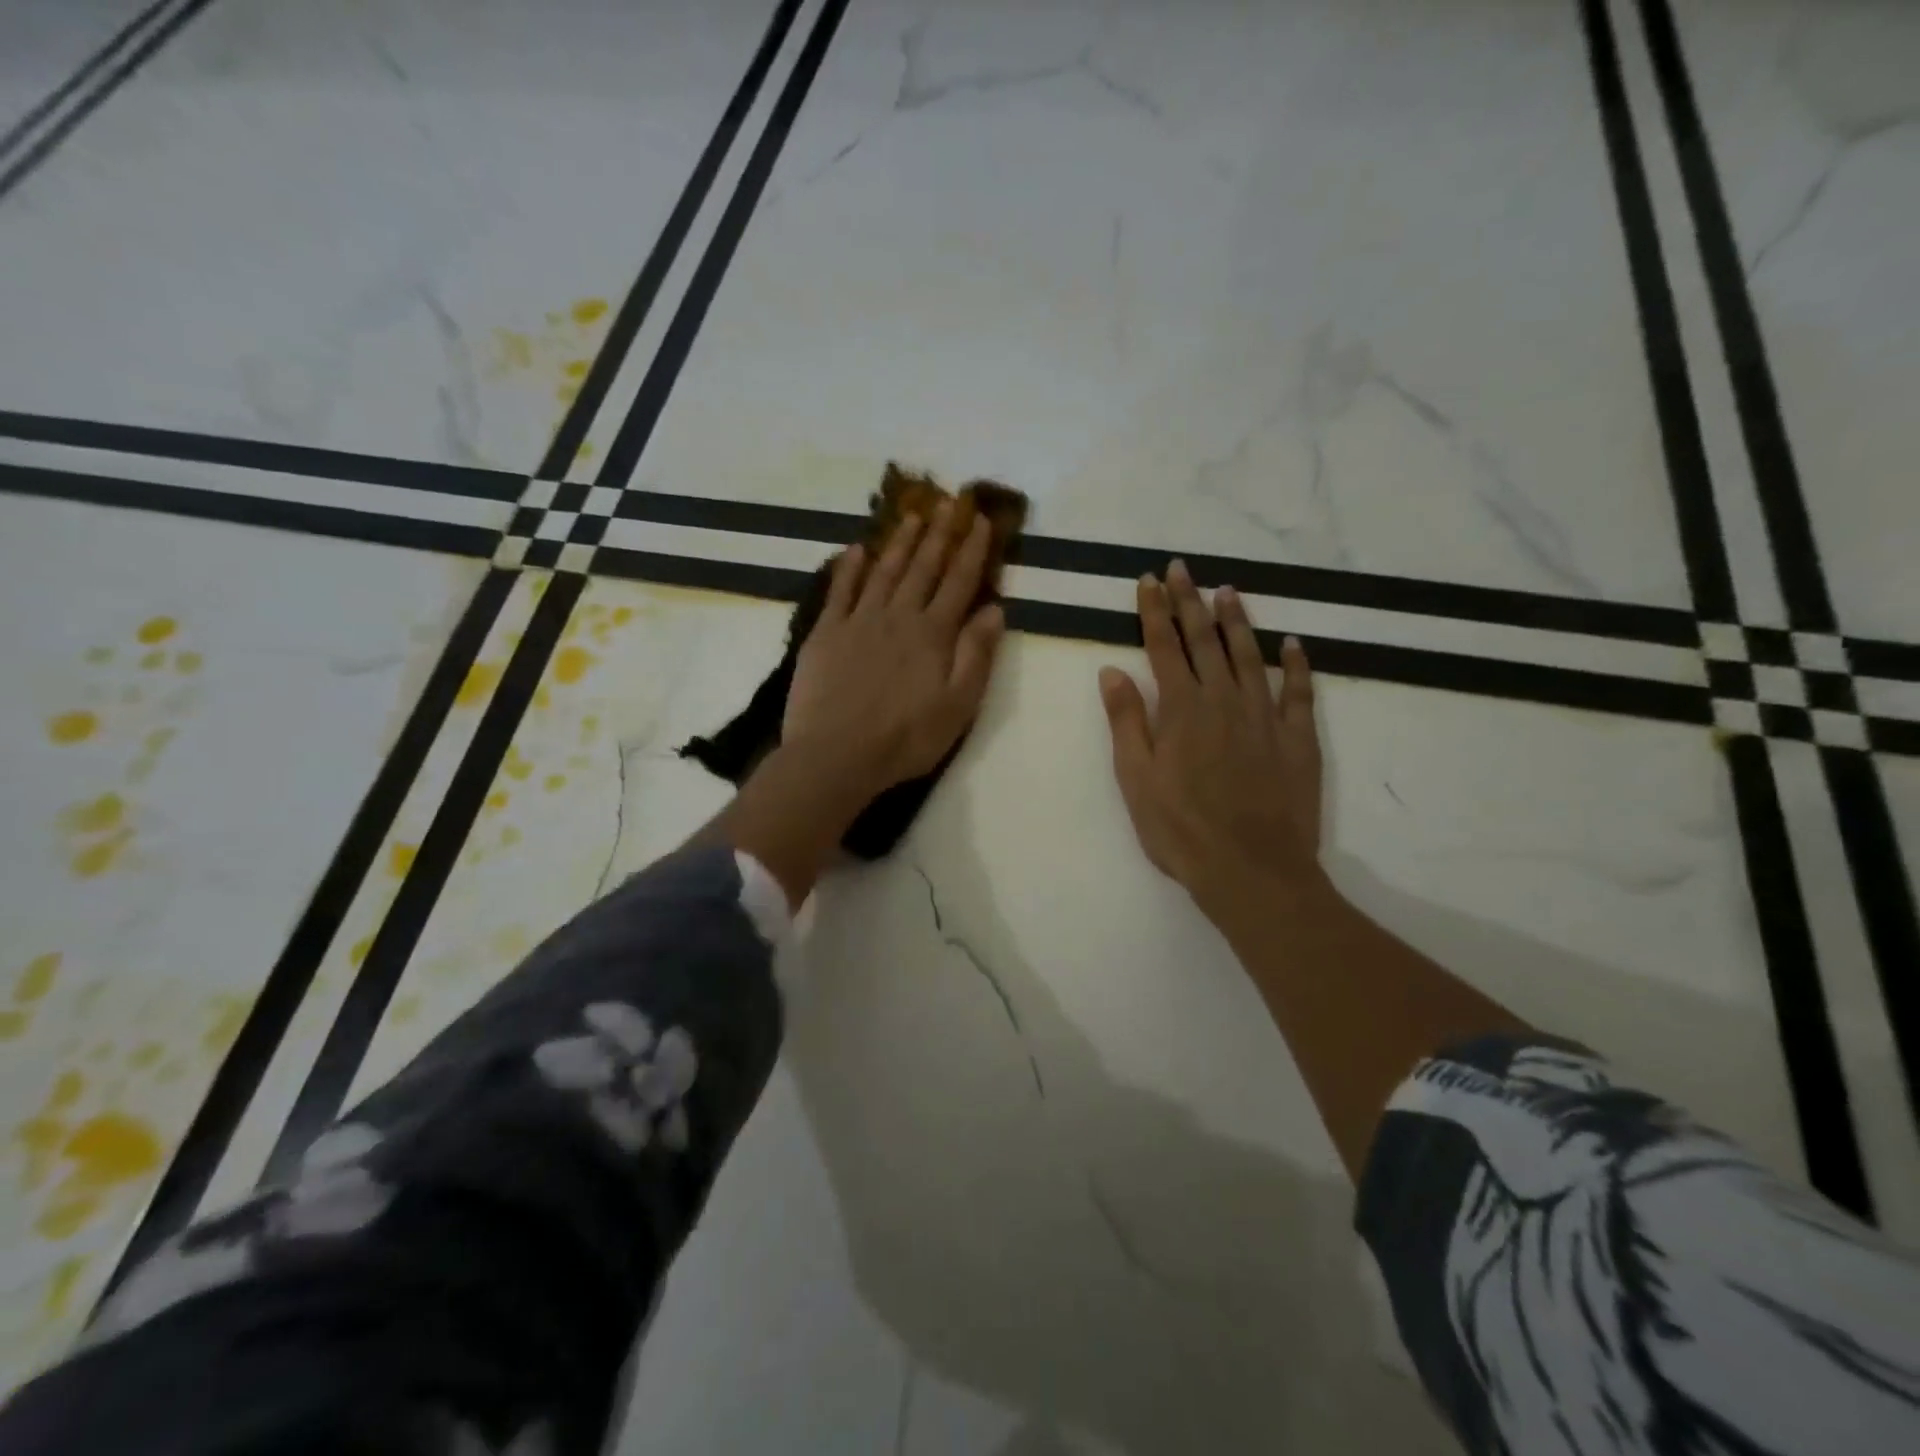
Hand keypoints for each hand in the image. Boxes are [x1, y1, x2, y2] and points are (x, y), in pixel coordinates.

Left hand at [784, 501, 1006, 800]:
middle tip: (948, 502)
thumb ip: (977, 655)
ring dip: (899, 542)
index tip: (982, 521)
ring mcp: (858, 621)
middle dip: (938, 534)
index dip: (972, 550)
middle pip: (922, 568)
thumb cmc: (906, 738)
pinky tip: (856, 549)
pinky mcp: (826, 633)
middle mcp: (898, 616)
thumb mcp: (958, 705)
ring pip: (884, 572)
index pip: (958, 582)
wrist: (837, 754)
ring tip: (911, 515)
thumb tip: (994, 609)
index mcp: (934, 634)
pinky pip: (839, 590)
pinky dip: (849, 567)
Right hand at [1098, 560, 1324, 918]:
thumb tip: (1113, 670)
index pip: (1163, 647)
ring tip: (1227, 591)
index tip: (1149, 580)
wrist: (1251, 870)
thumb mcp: (1136, 779)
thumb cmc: (1180, 829)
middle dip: (1190, 601)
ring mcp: (1265, 717)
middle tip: (1182, 568)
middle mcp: (1224, 701)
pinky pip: (1300, 692)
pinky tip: (1292, 643)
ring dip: (1237, 621)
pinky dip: (1297, 665)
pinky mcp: (1298, 739)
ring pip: (1250, 656)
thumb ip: (1126, 721)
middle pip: (1205, 641)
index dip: (1155, 611)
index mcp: (1181, 710)